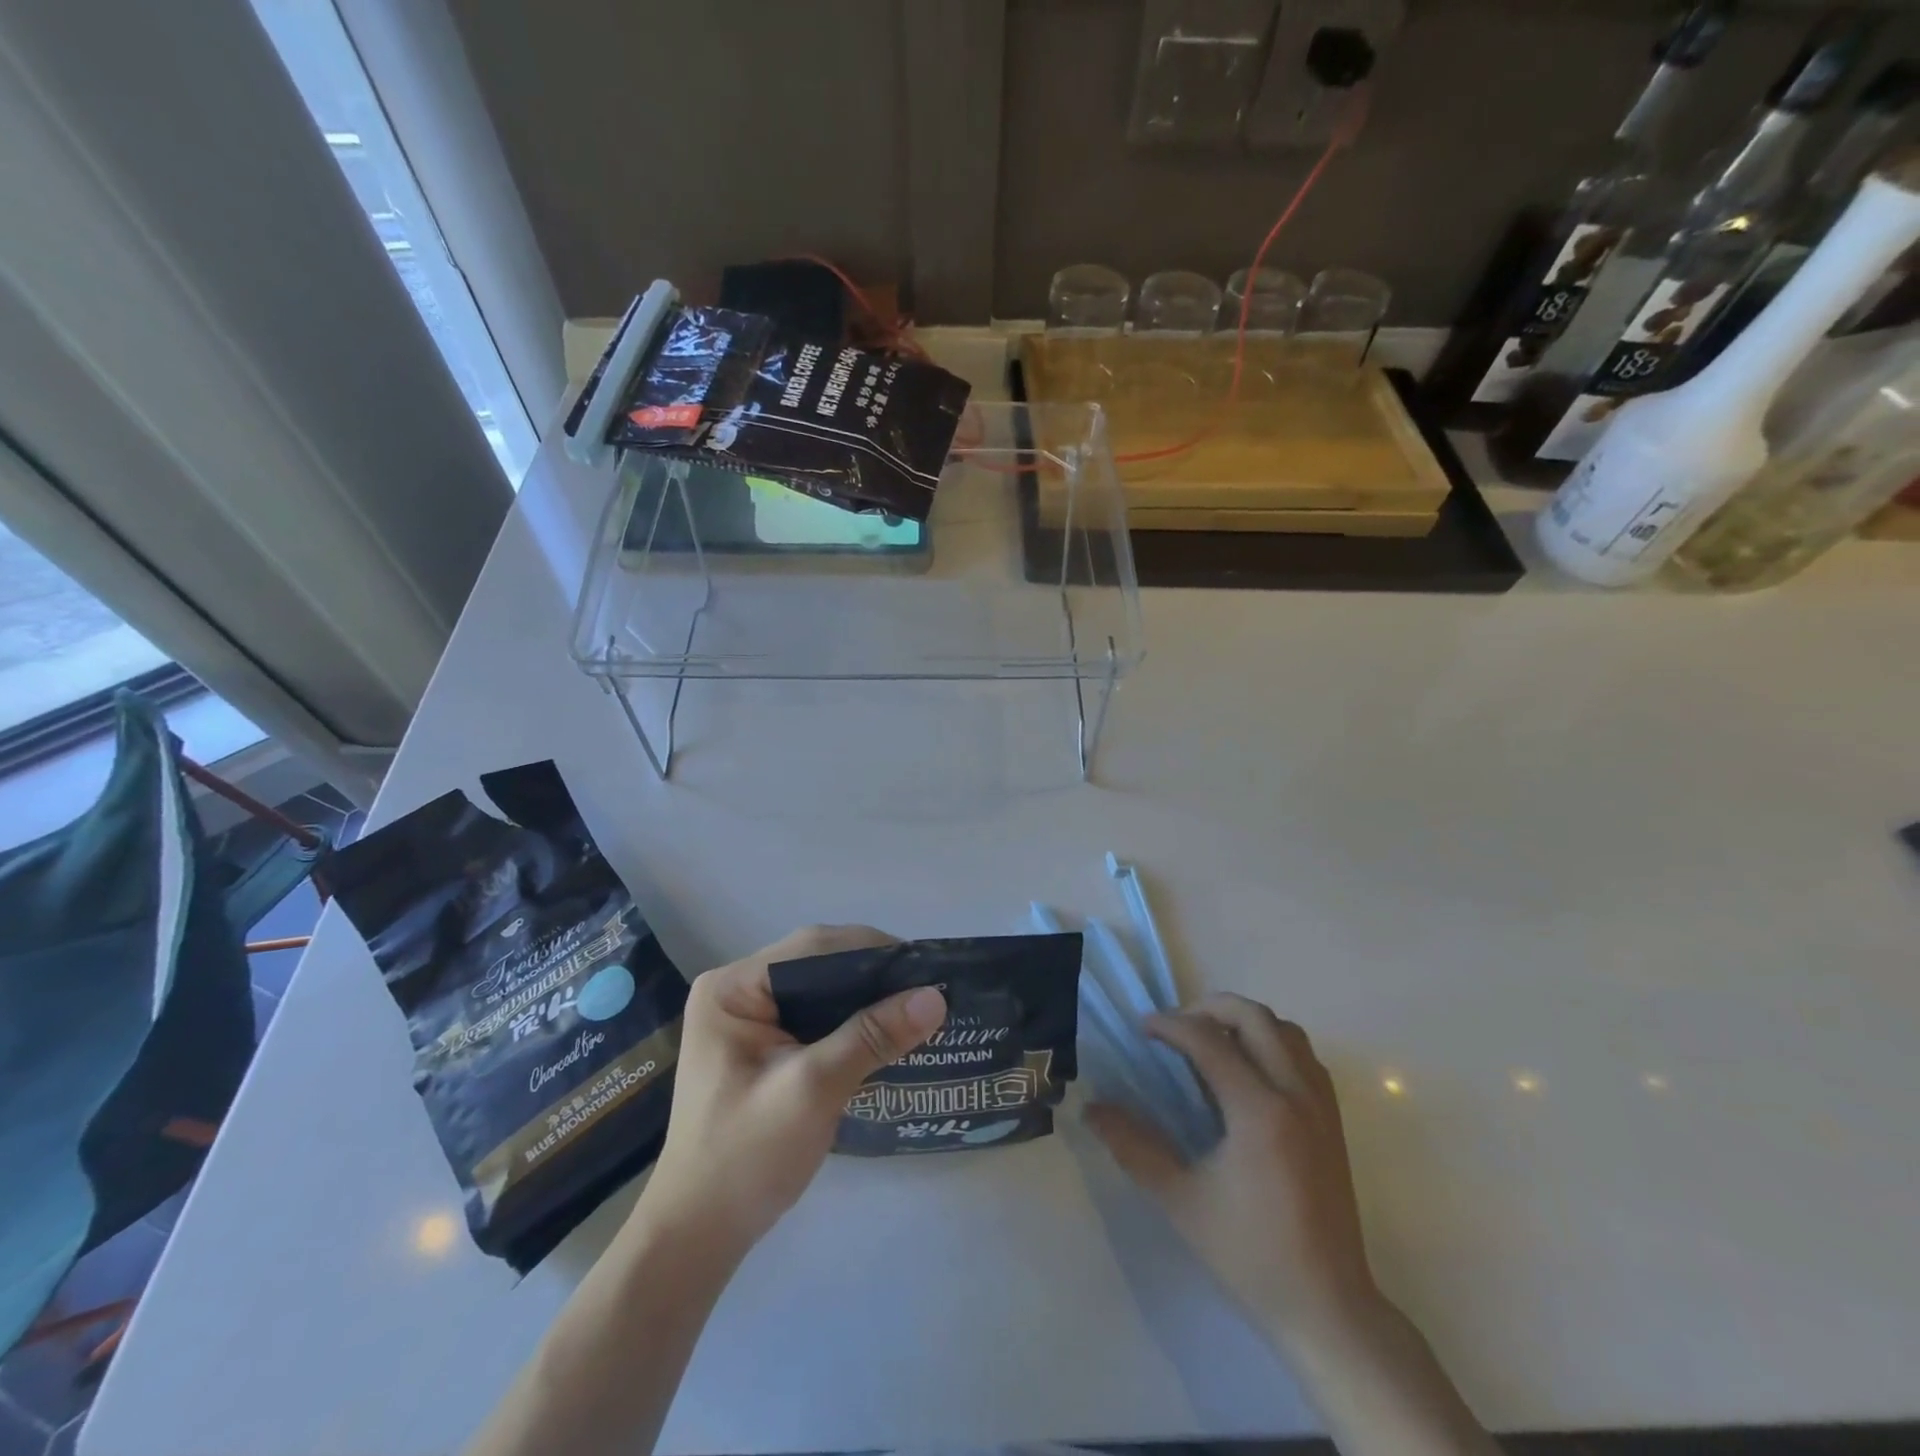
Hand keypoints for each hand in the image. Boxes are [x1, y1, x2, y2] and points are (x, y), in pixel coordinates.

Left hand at [639, 925, 946, 1254]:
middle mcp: (738, 990)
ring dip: (867, 998)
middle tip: (929, 988)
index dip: (871, 952)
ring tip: (918, 1005)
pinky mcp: (764, 1044)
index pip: (813, 948)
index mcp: (733, 987)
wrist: (699, 1237)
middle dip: (873, 975)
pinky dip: (853, 1021)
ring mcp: (749, 1017)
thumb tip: (935, 997)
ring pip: (821, 989)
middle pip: (818, 964)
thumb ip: (871, 1037)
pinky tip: (887, 1031)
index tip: (925, 968)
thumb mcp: (813, 1090)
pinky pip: (817, 1016)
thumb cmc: (746, 1157)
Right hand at [1086, 995, 1378, 1341]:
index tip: (1142, 1029)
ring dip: (1244, 1021)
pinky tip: (1248, 1071)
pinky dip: (1272, 1042)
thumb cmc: (1250, 1254)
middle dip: (1208, 1008)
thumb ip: (1133, 1147)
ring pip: (1285, 1029)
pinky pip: (1304, 1055)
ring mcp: (1322, 1105)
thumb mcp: (1180, 1200)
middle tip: (1175, 1027)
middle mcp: (1295, 1094)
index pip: (1209, 1040)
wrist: (1327, 1308)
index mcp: (1259, 1111)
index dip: (1170, 1025)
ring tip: (1210, 1041)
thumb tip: (1092, 1109)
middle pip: (1254, 1016)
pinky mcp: (1334, 1120)